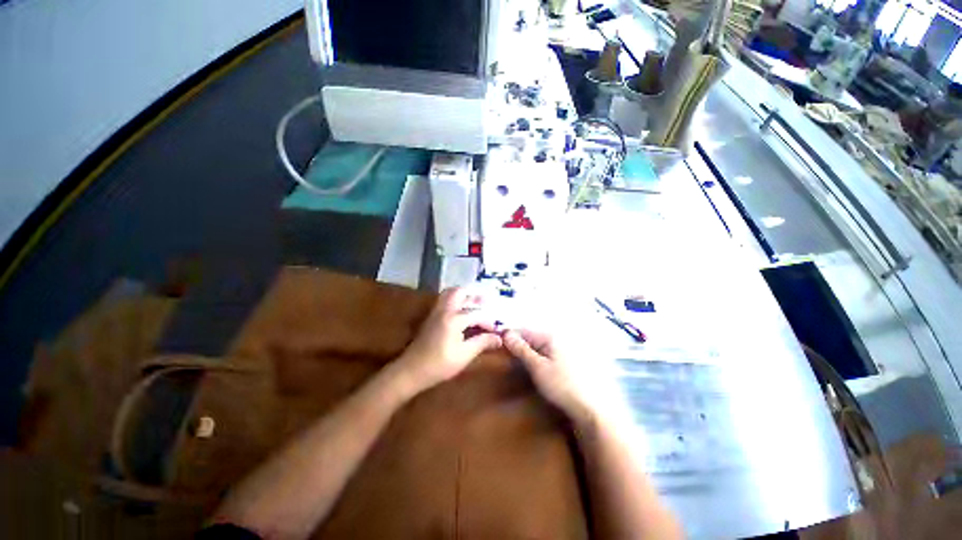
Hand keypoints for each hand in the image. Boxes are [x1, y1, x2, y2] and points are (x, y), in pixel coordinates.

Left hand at [395, 288, 501, 392]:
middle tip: (485, 303)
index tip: (496, 331)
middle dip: (474, 296)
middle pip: (460, 292)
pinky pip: (444, 300)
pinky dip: (454, 300)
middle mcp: (444, 310)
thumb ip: (482, 343)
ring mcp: (435, 312)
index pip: (477, 313)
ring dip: (463, 296)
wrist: (411, 371)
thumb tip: (499, 338)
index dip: (488, 322)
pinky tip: (461, 312)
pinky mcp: (431, 317)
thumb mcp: (464, 355)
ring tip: (474, 304)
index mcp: (454, 319)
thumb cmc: (439, 365)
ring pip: (449, 294)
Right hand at [504, 329, 598, 427]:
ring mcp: (565, 349)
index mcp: (551, 336)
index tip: (498, 346)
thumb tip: (506, 333)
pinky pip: (548, 354)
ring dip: (528, 353)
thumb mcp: (537, 367)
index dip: (510, 337)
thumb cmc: (562, 385)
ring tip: (519, 365)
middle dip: (519, 346)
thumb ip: (521, 349)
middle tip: (508, 358)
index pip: (525, 330)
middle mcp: (559, 338)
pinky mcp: (569, 361)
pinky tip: (535, 369)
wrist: (593, 409)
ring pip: (540, 346)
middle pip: (532, 337)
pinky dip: (539, 359)